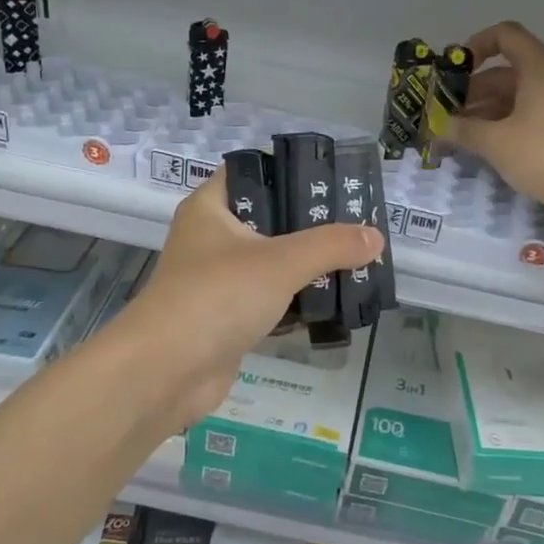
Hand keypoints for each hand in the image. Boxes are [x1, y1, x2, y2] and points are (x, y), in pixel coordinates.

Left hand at [112, 177, 382, 433]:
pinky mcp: (228, 318)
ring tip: (356, 259)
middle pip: (269, 220)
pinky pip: (271, 300)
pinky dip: (298, 302)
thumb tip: (376, 237)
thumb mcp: (281, 262)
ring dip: (309, 266)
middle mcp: (211, 239)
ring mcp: (218, 281)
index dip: (291, 171)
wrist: (166, 372)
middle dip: (312, 225)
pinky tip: (335, 302)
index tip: (334, 179)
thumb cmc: (218, 297)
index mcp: (211, 208)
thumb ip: (331, 246)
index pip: (252, 173)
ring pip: (272, 263)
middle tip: (357, 223)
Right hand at [449, 21, 543, 214]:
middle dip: (472, 92)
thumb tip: (438, 125)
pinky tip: (488, 150)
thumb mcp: (496, 142)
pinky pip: (529, 117)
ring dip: (486, 113)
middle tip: (445, 117)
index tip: (453, 71)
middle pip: (505, 72)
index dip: (476, 46)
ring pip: (516, 98)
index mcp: (537, 66)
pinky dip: (506, 126)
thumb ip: (463, 130)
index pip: (504, 35)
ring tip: (460, 137)